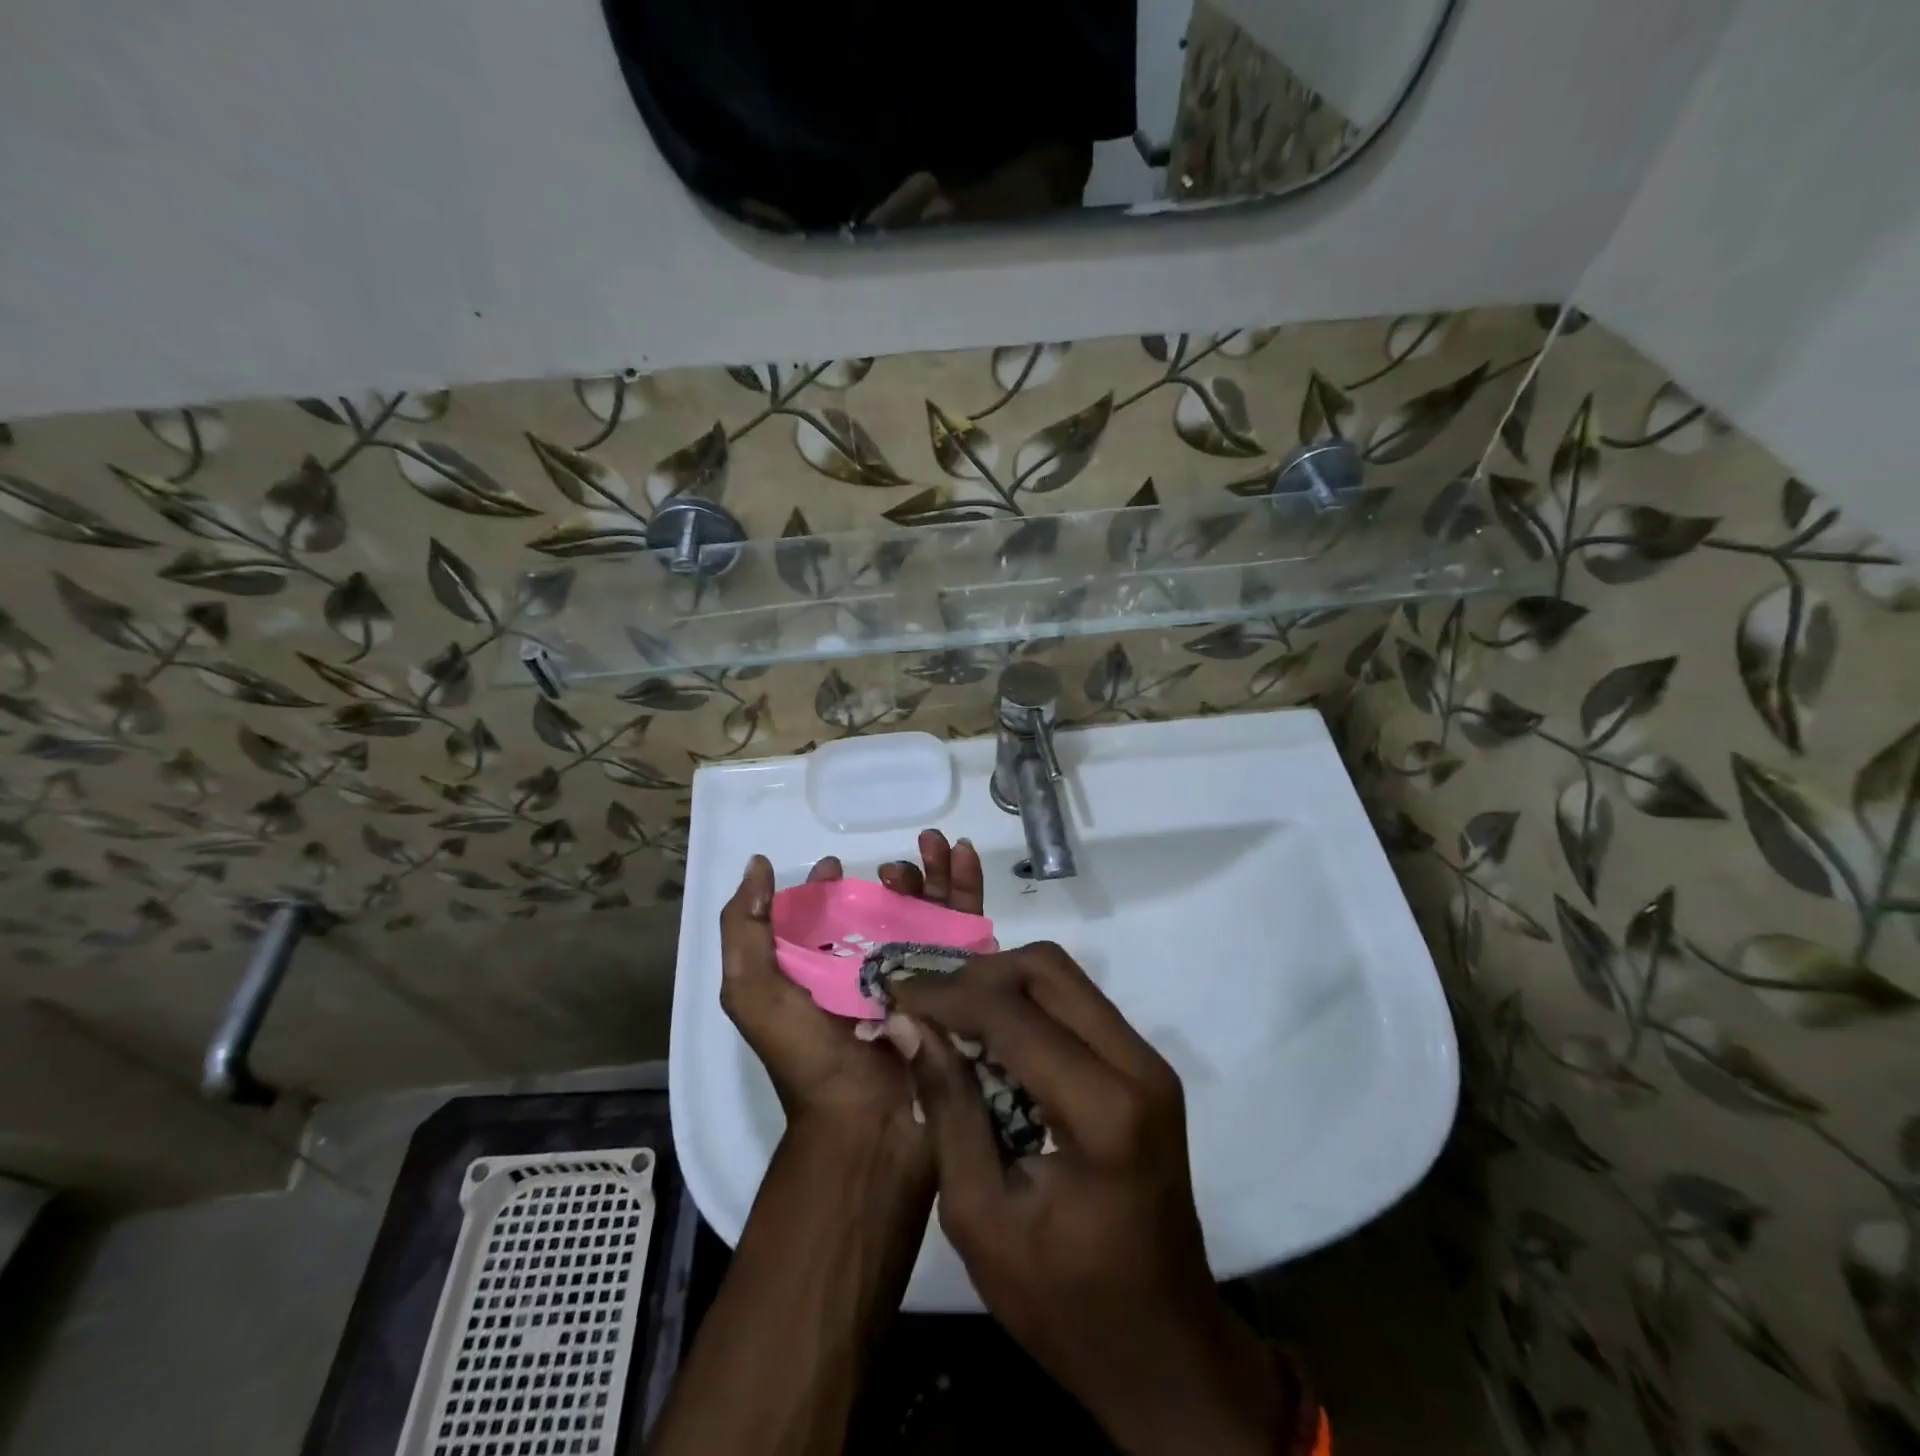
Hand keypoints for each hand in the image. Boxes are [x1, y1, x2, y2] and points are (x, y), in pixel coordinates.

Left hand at [719, 831, 983, 1137]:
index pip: (831, 914)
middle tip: (892, 865)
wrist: (867, 1120)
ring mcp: (920, 971)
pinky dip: (965, 885)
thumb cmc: (806, 1053)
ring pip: (931, 906)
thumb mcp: (752, 990)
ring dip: (934, 869)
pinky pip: (966, 924)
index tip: (833, 866)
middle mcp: (875, 967)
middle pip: (889, 905)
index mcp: (827, 969)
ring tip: (934, 844)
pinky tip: (963, 854)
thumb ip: (744, 928)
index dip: (828, 886)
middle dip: (896, 873)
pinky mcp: (958, 978)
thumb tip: (758, 865)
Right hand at [887, 943, 1300, 1455]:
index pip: (1013, 1014)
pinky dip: (1028, 1003)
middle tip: (926, 1002)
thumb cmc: (1064, 1303)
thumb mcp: (981, 1219)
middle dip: (977, 974)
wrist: (1164, 1348)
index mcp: (1103, 1112)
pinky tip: (991, 1035)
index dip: (947, 995)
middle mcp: (1137, 1066)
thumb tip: (909, 1024)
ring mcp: (1150, 1062)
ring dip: (1002, 982)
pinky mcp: (1147, 1068)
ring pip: (1065, 977)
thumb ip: (948, 1109)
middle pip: (1048, 969)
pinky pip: (1079, 1004)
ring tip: (951, 1014)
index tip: (895, 993)